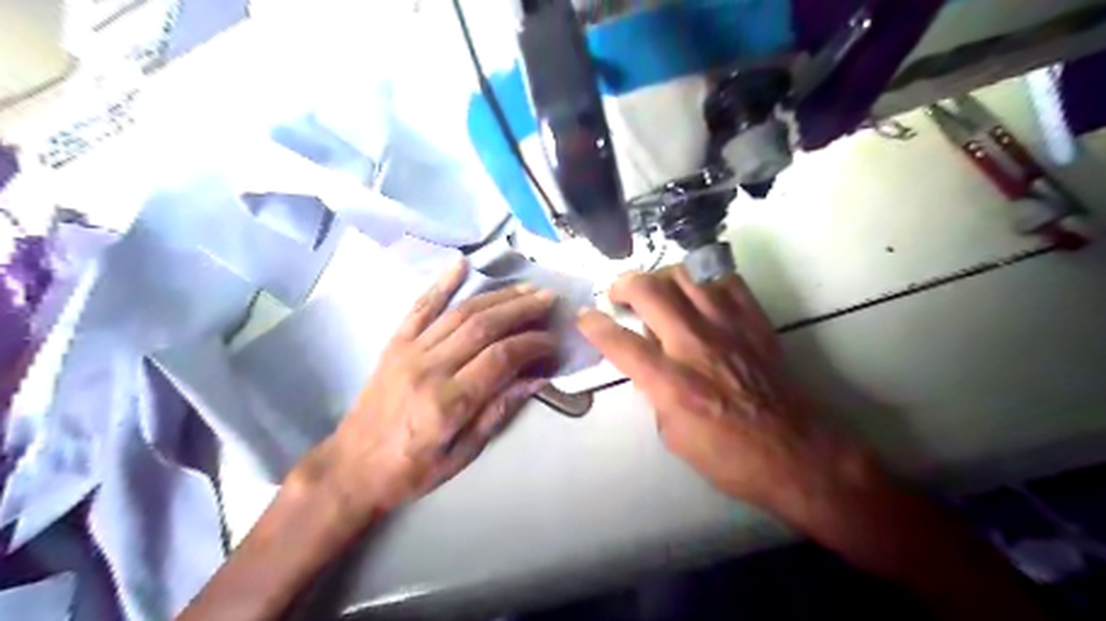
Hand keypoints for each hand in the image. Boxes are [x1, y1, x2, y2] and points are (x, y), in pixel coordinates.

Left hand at [297, 260, 558, 520]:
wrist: (350, 468)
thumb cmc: (411, 470)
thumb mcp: (462, 454)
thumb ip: (498, 412)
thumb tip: (536, 378)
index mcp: (448, 402)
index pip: (501, 358)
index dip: (533, 343)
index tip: (553, 340)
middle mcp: (429, 368)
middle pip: (483, 326)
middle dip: (521, 309)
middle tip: (548, 299)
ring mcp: (409, 351)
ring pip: (460, 312)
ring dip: (496, 296)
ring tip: (525, 287)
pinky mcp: (395, 344)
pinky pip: (419, 307)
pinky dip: (442, 283)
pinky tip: (461, 264)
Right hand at [579, 268, 883, 517]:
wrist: (796, 452)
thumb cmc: (729, 455)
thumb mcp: (673, 434)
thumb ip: (654, 391)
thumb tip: (648, 361)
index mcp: (672, 383)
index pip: (620, 342)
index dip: (594, 325)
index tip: (584, 317)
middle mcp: (695, 345)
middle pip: (648, 290)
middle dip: (623, 284)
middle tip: (619, 295)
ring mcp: (728, 326)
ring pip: (685, 273)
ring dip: (660, 276)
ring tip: (656, 290)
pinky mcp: (753, 319)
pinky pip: (724, 278)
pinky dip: (703, 279)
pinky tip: (697, 293)